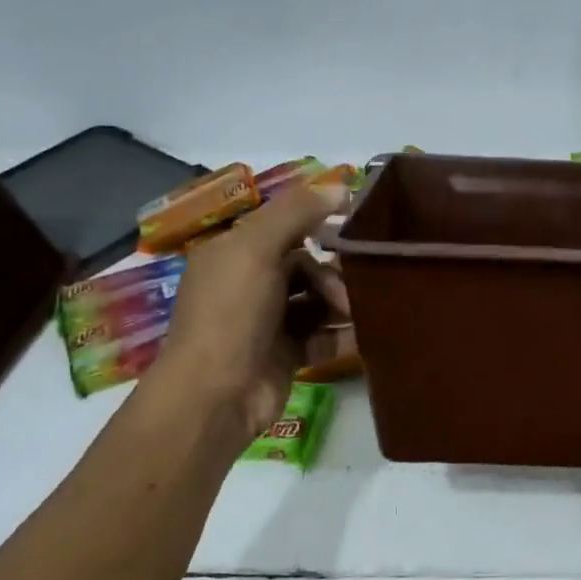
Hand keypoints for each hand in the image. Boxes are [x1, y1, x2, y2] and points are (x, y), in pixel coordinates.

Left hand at [137, 176, 350, 443]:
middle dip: (332, 274)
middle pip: (304, 266)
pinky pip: (322, 335)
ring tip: (356, 314)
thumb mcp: (257, 250)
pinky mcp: (286, 355)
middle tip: (349, 291)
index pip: (283, 228)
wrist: (216, 394)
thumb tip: (340, 184)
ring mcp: (267, 322)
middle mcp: (249, 284)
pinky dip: (342, 334)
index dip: (318, 224)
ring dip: (341, 304)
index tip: (356, 226)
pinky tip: (364, 335)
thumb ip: (297, 213)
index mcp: (234, 254)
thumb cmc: (232, 313)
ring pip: (316, 301)